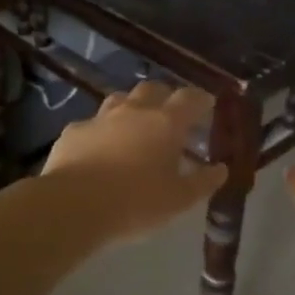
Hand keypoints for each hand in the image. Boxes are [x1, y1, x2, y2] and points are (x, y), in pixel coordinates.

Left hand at [40, 81, 228, 244]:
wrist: (73, 205)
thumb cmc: (136, 203)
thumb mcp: (178, 200)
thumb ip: (203, 182)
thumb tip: (221, 169)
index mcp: (165, 123)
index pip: (189, 98)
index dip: (200, 99)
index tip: (207, 104)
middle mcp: (134, 111)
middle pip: (153, 89)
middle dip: (165, 97)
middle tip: (172, 114)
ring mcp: (100, 118)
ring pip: (120, 100)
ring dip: (132, 107)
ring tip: (136, 126)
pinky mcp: (73, 131)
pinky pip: (93, 124)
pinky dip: (102, 131)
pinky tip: (100, 149)